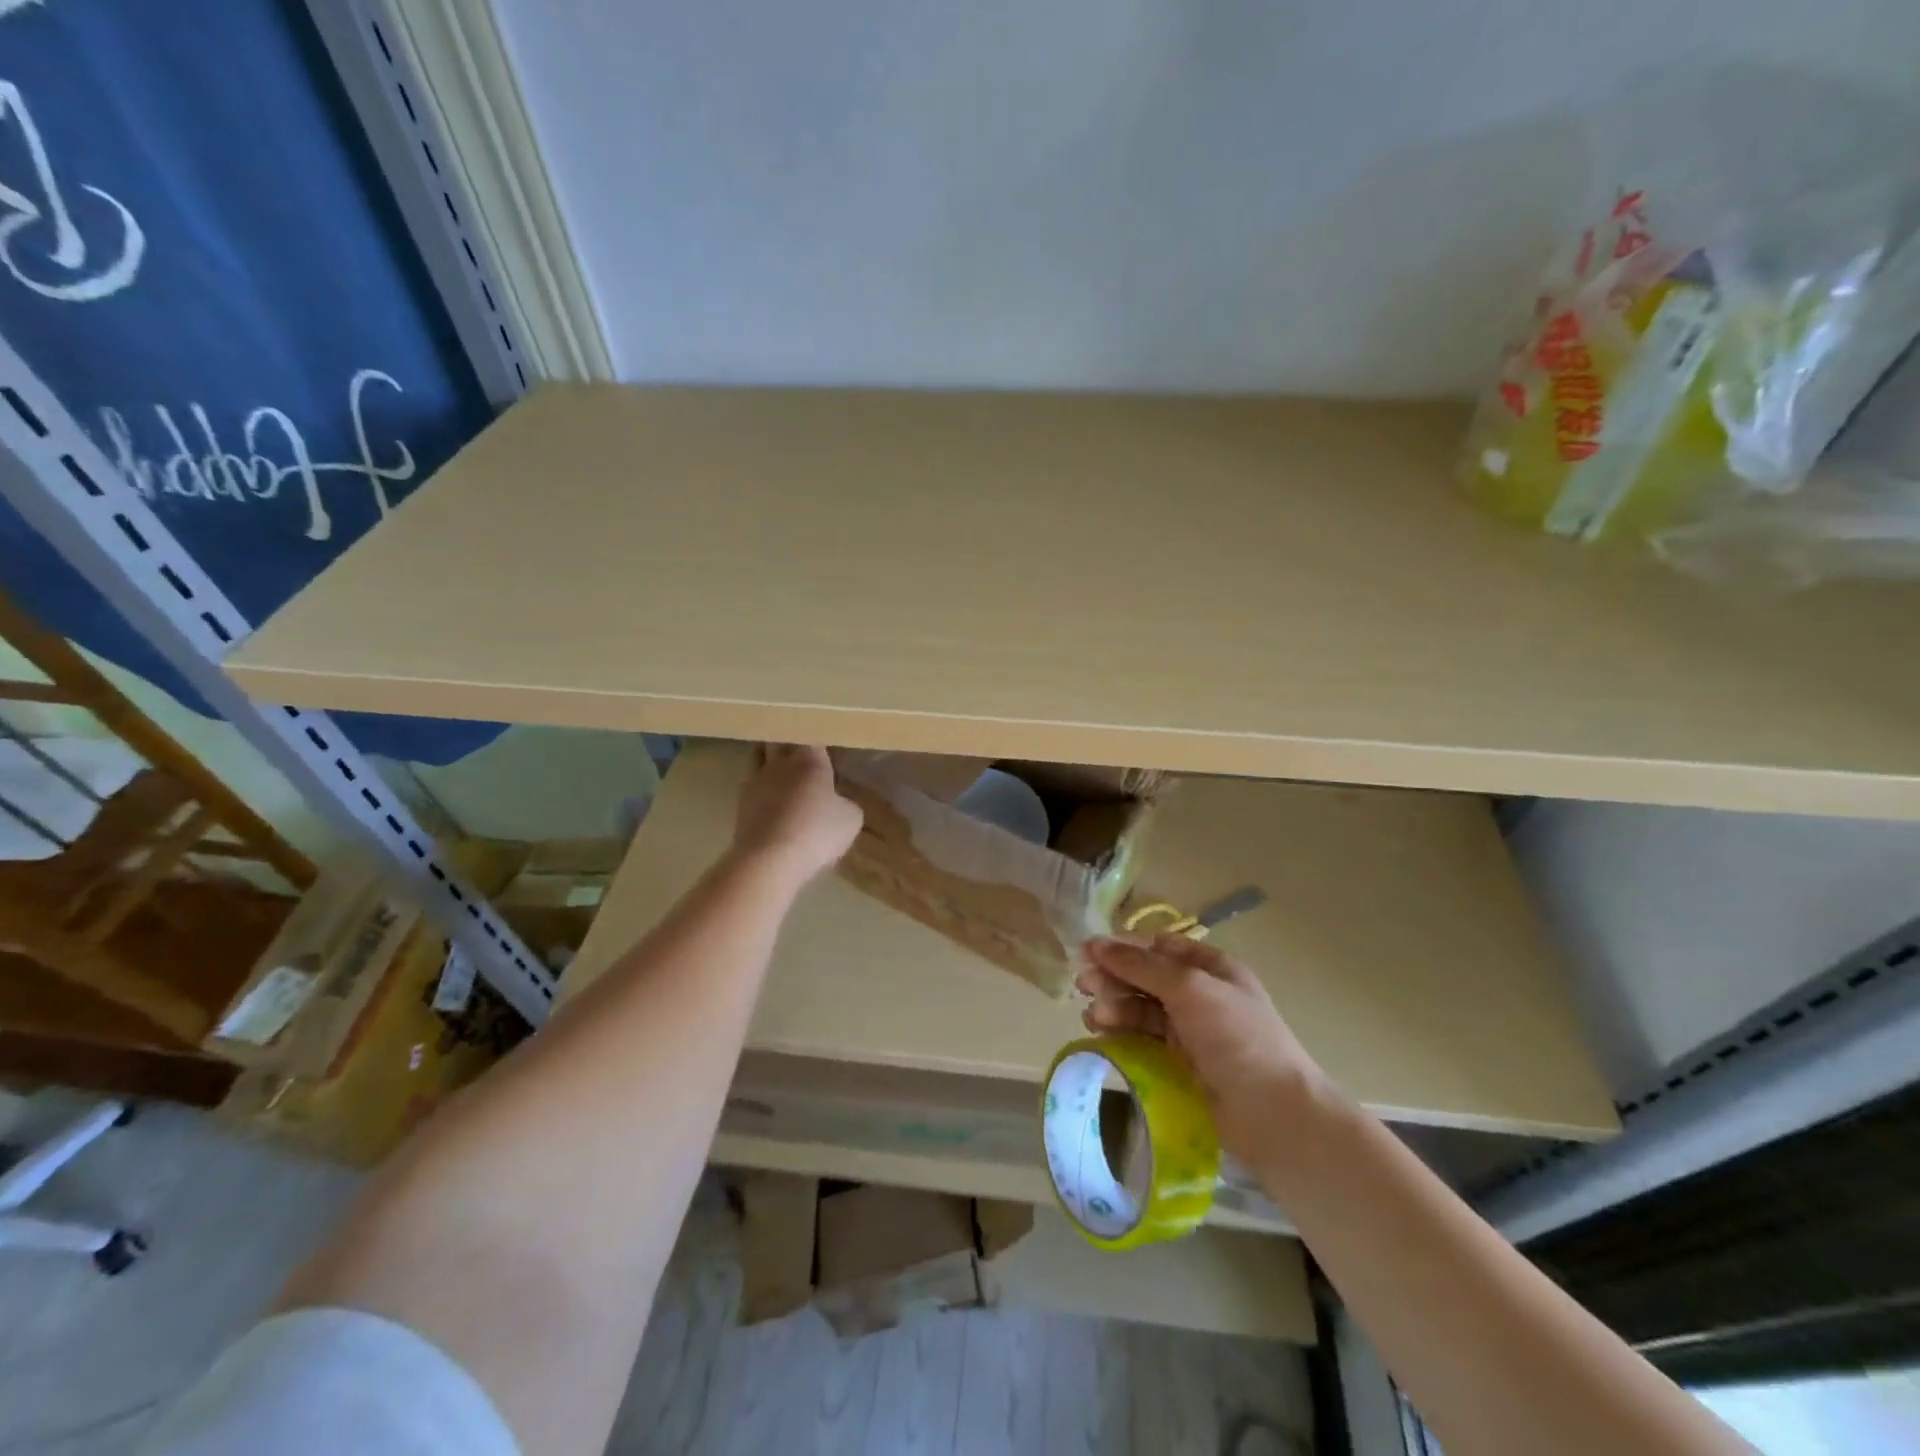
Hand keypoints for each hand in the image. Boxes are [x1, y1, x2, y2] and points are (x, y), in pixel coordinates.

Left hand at [732, 744, 862, 886]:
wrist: (770, 859)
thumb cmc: (817, 832)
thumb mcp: (851, 819)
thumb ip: (845, 803)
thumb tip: (837, 803)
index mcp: (810, 760)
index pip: (813, 737)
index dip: (819, 740)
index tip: (826, 747)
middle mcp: (780, 763)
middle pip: (779, 740)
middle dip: (788, 743)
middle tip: (800, 752)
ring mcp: (756, 782)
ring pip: (758, 758)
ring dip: (767, 759)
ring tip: (780, 771)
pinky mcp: (740, 805)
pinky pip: (752, 787)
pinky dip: (761, 790)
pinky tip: (770, 802)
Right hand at [1076, 933, 1333, 1163]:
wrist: (1273, 1115)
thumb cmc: (1236, 1037)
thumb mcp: (1189, 988)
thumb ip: (1140, 966)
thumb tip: (1095, 944)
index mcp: (1211, 967)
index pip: (1159, 946)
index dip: (1124, 947)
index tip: (1088, 953)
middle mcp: (1200, 994)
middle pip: (1146, 976)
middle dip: (1113, 977)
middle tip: (1082, 985)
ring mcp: (1190, 1030)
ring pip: (1141, 1008)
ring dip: (1114, 1005)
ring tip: (1094, 1016)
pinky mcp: (1179, 1064)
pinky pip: (1142, 1038)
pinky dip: (1121, 1032)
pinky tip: (1102, 1033)